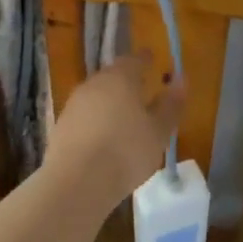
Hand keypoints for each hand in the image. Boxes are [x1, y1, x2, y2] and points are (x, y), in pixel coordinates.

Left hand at [45, 52, 183, 206]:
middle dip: (127, 81)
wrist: (76, 181)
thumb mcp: (159, 131)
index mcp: (120, 78)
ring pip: (97, 95)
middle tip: (141, 88)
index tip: (152, 59)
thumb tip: (181, 80)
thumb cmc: (126, 151)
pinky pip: (85, 115)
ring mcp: (74, 104)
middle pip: (113, 76)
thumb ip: (171, 104)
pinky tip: (104, 137)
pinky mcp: (61, 126)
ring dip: (110, 101)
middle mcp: (94, 83)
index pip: (135, 60)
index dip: (145, 60)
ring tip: (124, 116)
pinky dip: (96, 120)